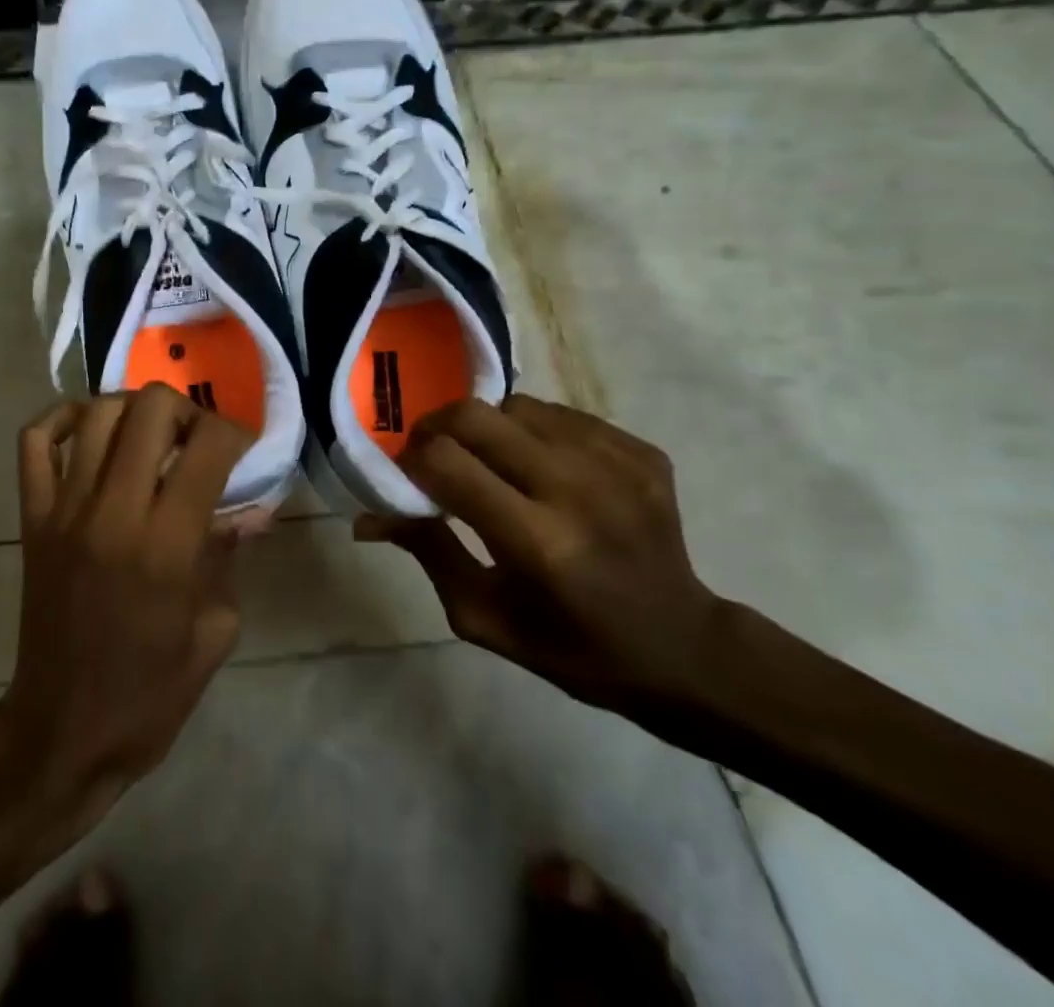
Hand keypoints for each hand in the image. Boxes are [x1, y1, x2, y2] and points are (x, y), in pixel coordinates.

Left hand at [0, 385, 250, 824]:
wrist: (63, 731)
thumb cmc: (150, 693)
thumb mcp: (215, 631)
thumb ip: (230, 556)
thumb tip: (250, 508)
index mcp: (167, 545)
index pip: (207, 447)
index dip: (235, 431)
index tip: (243, 447)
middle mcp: (114, 512)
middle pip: (150, 409)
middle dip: (186, 410)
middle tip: (196, 440)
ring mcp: (65, 511)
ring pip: (97, 414)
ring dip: (134, 409)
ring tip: (151, 435)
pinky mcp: (32, 518)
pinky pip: (36, 442)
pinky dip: (63, 418)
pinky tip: (91, 429)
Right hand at [362, 395, 725, 716]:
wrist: (684, 647)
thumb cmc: (573, 647)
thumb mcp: (484, 616)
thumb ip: (427, 551)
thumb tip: (369, 516)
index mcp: (537, 542)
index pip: (446, 462)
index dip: (412, 460)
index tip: (408, 477)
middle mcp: (577, 489)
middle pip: (477, 415)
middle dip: (438, 427)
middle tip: (436, 455)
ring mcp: (616, 463)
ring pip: (518, 406)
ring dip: (489, 429)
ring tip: (496, 464)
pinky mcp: (641, 451)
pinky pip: (562, 415)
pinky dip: (536, 433)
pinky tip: (545, 470)